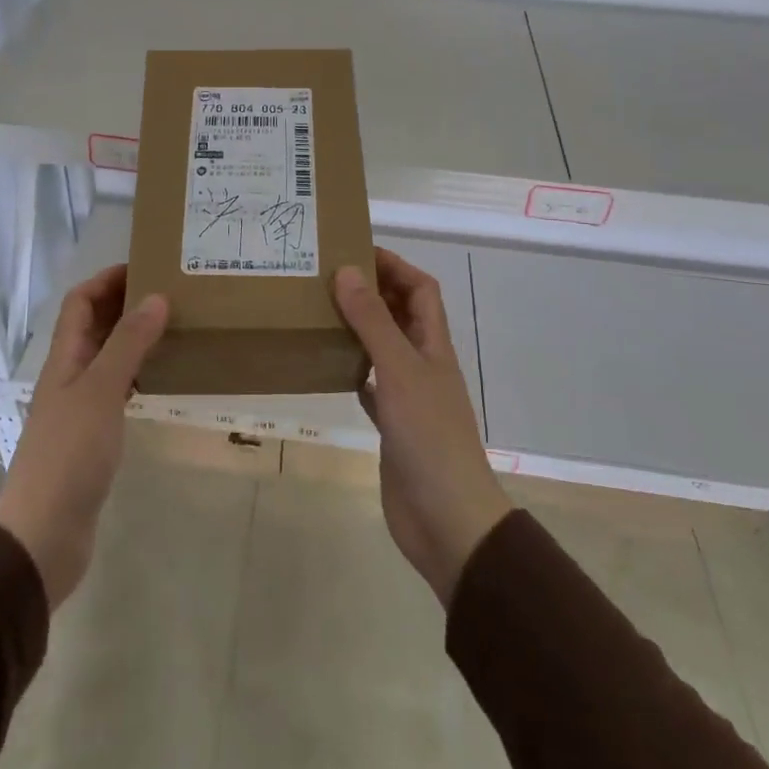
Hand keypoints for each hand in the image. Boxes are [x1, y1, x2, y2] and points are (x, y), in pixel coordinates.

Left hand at [0, 265, 167, 609]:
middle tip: (171, 293)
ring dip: (134, 338)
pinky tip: (162, 378)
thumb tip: (156, 297)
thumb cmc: (70, 454)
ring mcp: (80, 408)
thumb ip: (128, 344)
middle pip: (94, 326)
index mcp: (65, 359)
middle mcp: (70, 376)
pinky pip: (117, 390)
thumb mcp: (102, 391)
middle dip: (125, 304)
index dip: (107, 279)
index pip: (80, 302)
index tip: (146, 266)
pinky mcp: (93, 437)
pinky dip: (138, 374)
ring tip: (174, 328)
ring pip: (108, 357)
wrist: (44, 533)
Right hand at [334, 250, 512, 606]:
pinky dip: (353, 370)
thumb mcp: (398, 370)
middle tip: (327, 278)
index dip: (394, 265)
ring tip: (321, 312)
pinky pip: (371, 385)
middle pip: (402, 314)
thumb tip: (347, 271)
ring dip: (360, 328)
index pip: (420, 289)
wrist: (447, 518)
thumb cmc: (428, 436)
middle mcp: (423, 364)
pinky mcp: (392, 425)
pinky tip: (328, 365)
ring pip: (384, 347)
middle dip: (372, 291)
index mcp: (433, 345)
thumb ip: (373, 322)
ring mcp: (409, 396)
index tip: (355, 250)